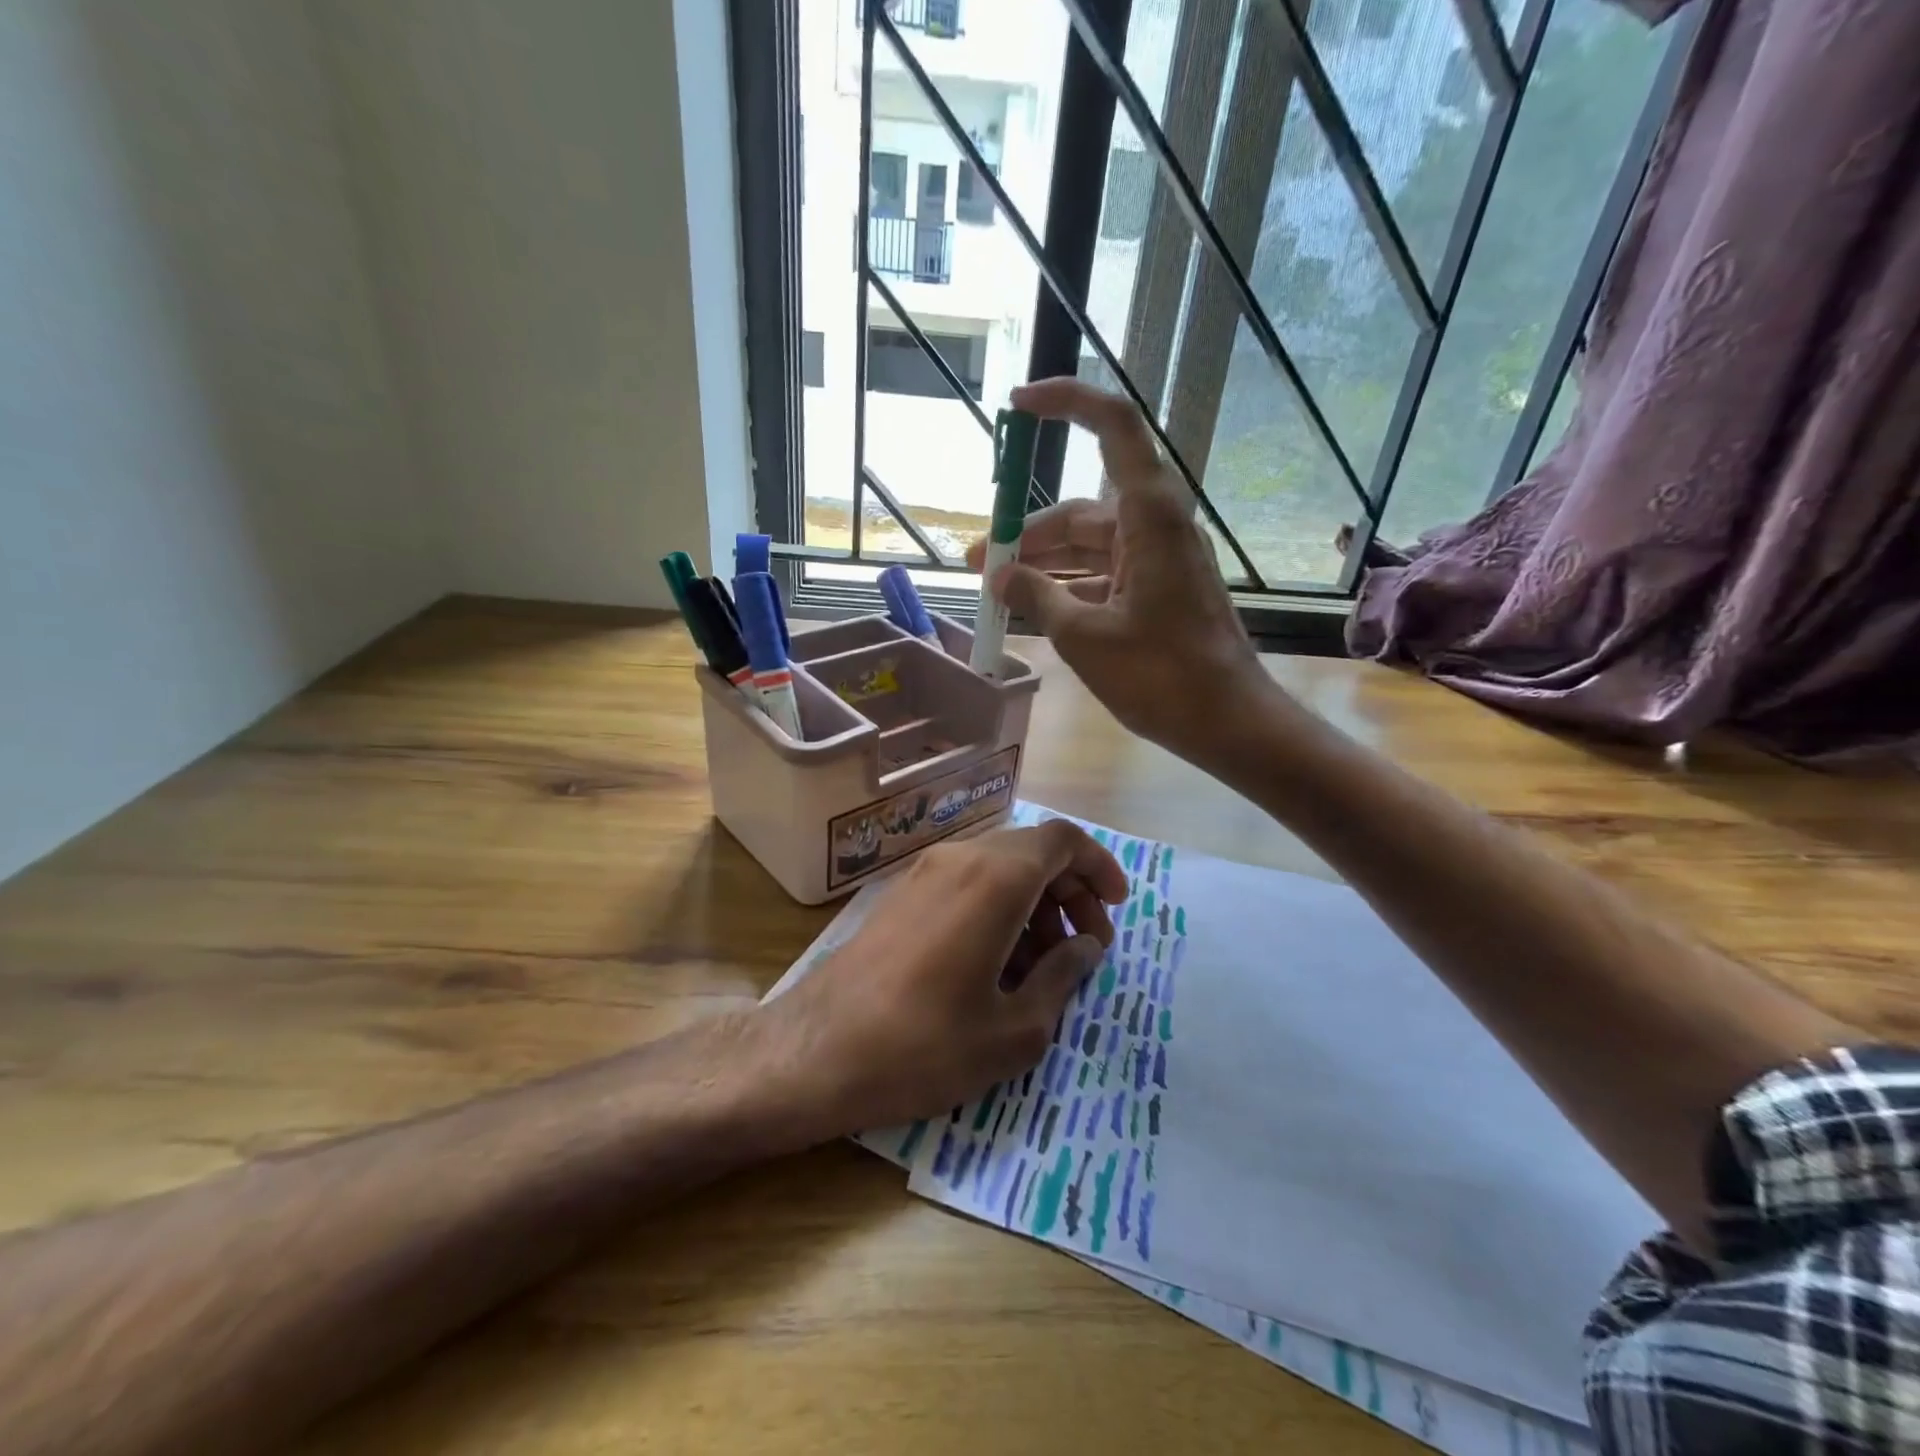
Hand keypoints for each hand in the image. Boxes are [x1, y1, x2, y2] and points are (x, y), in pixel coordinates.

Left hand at [773, 820, 1126, 1130]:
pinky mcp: (902, 894)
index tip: (1116, 909)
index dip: (1099, 867)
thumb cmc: (923, 1046)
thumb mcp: (1013, 1030)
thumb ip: (1062, 978)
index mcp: (996, 879)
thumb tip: (1086, 948)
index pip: (1063, 840)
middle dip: (1070, 893)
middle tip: (1086, 949)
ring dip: (1035, 904)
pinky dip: (998, 908)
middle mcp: (960, 859)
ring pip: (1000, 867)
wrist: (815, 1052)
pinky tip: (998, 965)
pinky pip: (967, 883)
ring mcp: (925, 872)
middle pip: (1033, 852)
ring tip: (1044, 967)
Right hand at [965, 378, 1284, 769]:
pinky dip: (1069, 586)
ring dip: (1043, 564)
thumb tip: (998, 576)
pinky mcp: (1158, 590)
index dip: (1066, 402)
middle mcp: (1155, 526)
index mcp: (1147, 516)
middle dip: (1027, 533)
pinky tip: (1035, 608)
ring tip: (997, 591)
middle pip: (1081, 509)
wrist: (1227, 722)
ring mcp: (1158, 560)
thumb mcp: (1084, 636)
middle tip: (979, 562)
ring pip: (1089, 545)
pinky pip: (1103, 573)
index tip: (1017, 406)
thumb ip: (1036, 596)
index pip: (1112, 427)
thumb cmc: (1159, 675)